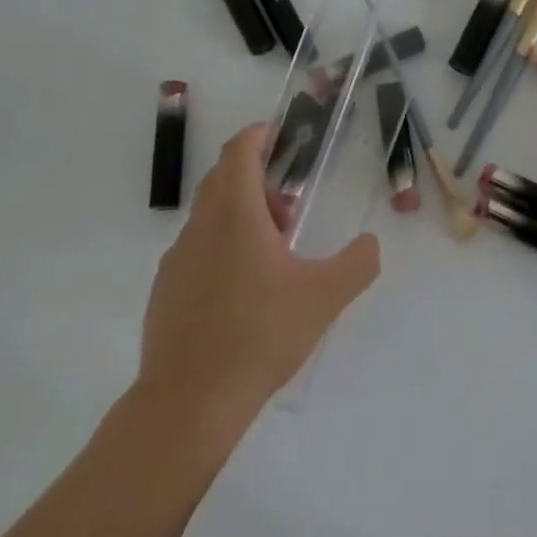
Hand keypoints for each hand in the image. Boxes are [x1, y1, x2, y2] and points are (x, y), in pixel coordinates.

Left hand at [138, 123, 380, 434]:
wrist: (189, 402)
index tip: (279, 134)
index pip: (239, 152)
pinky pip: (196, 248)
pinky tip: (241, 291)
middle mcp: (201, 226)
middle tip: (288, 210)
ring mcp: (177, 258)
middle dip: (256, 179)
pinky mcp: (165, 288)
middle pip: (222, 178)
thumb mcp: (324, 298)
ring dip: (240, 215)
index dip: (257, 135)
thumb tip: (371, 244)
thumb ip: (357, 264)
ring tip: (272, 255)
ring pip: (209, 215)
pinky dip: (220, 246)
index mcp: (236, 215)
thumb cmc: (259, 336)